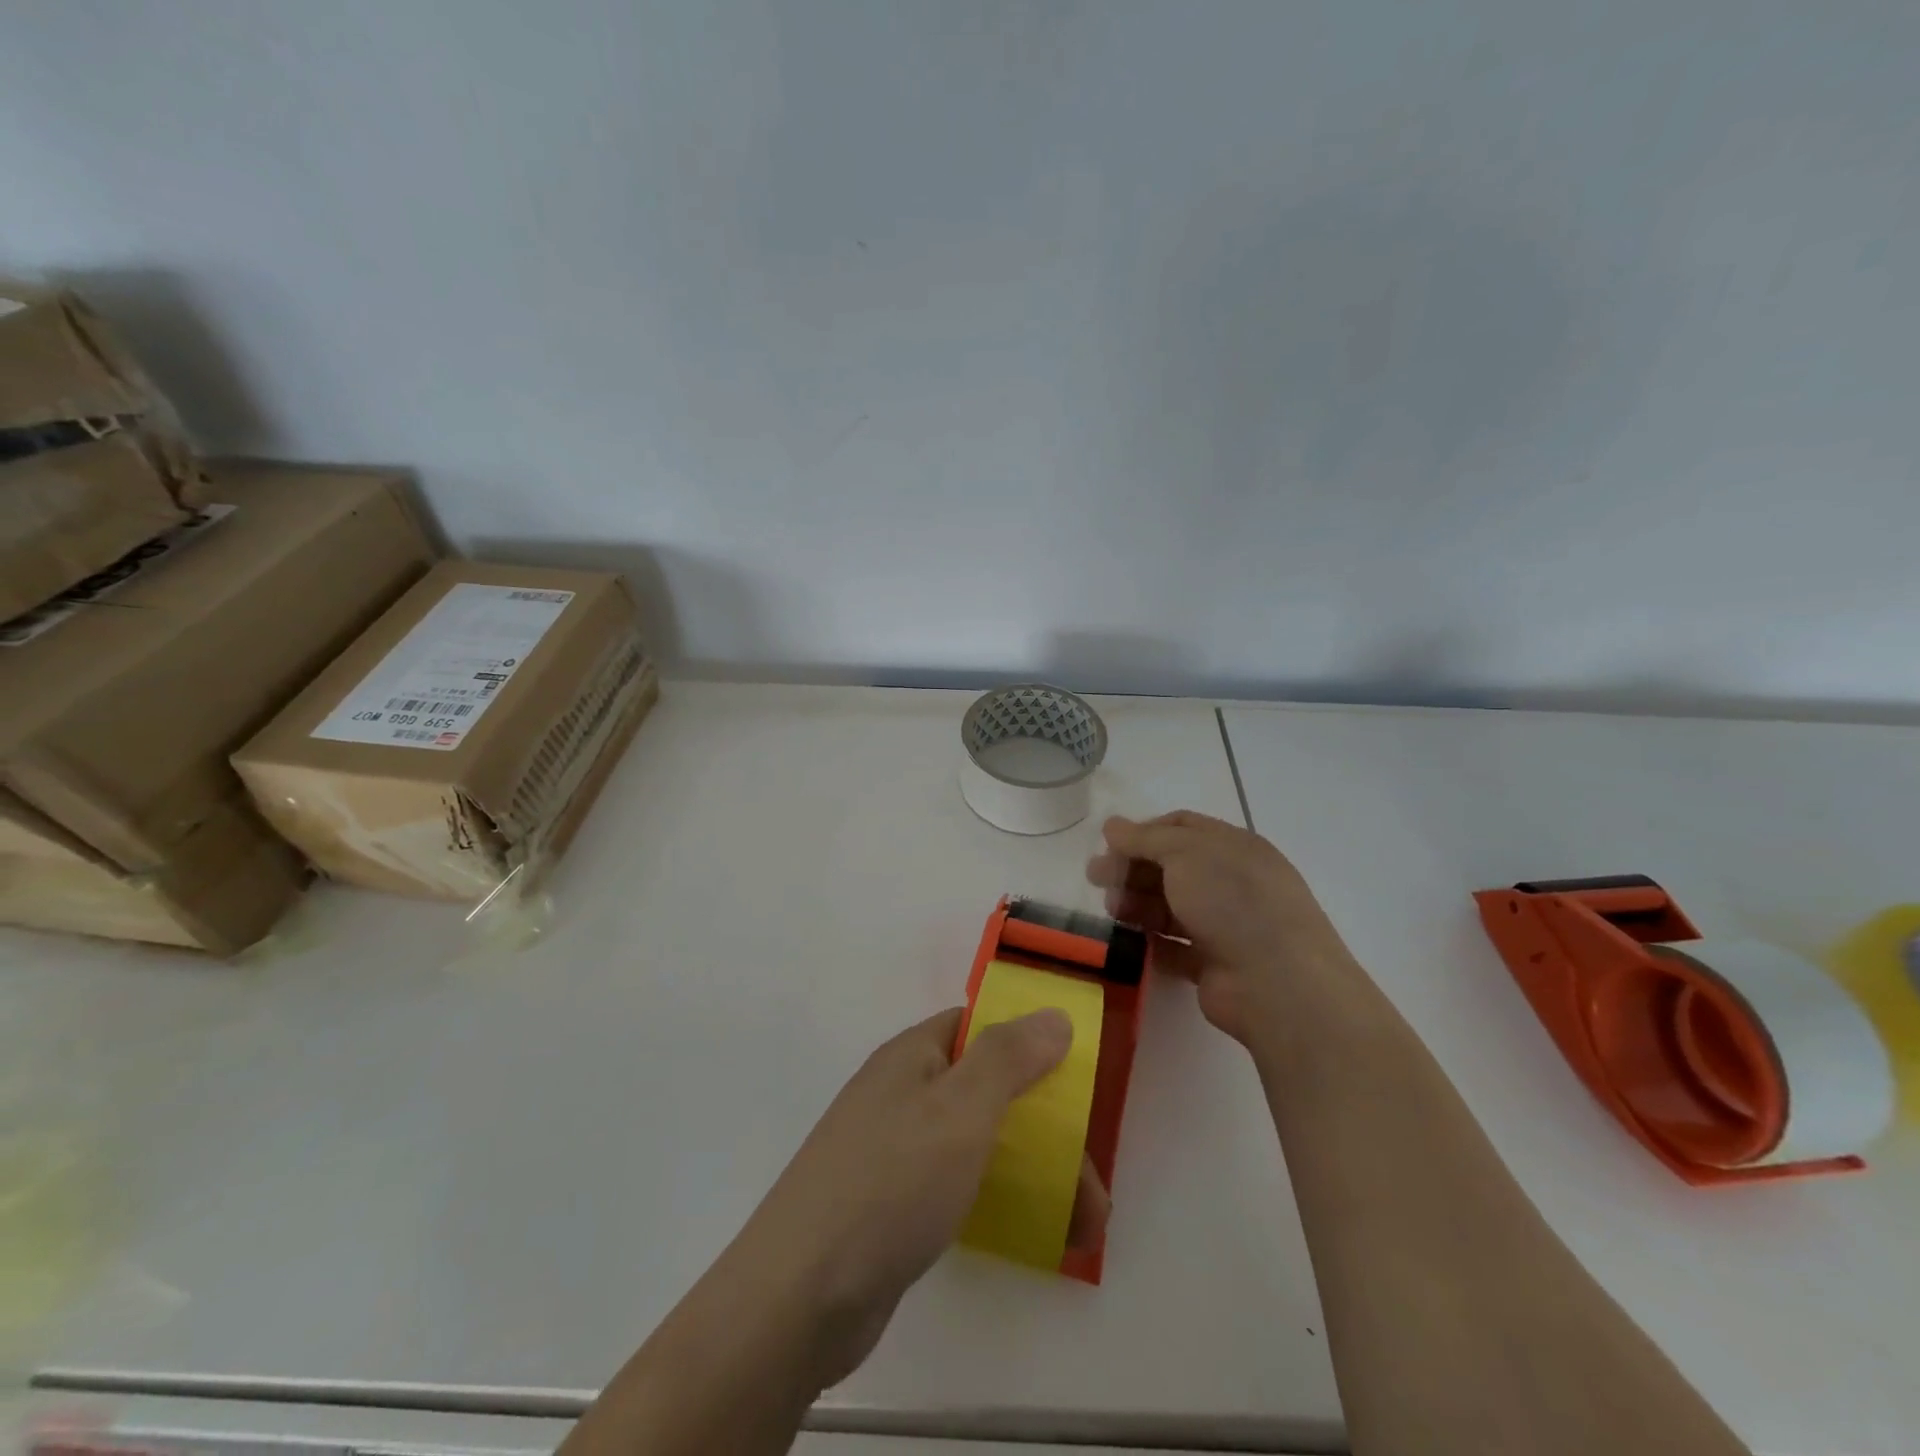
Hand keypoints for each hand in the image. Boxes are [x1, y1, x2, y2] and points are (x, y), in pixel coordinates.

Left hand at [725, 1007, 1108, 1390]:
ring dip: (1036, 1172)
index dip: (1029, 1040)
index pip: (979, 1025)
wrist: (799, 1297)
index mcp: (912, 1056)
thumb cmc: (889, 1182)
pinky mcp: (894, 1204)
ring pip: (980, 1142)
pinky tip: (1036, 1236)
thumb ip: (1008, 1057)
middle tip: (1095, 1181)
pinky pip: (961, 1184)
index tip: (1078, 1075)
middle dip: (1047, 1127)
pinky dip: (1001, 1200)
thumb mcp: (959, 1109)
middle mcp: (903, 1093)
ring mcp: (895, 1150)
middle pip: (988, 1089)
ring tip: (1086, 1224)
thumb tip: (1053, 1014)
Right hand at [1086, 810, 1355, 1044]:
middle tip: (1095, 879)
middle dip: (1132, 869)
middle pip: (1171, 867)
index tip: (1109, 844)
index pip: (1181, 827)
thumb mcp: (1185, 853)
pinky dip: (1150, 942)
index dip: (1143, 832)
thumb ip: (1145, 838)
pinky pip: (1174, 947)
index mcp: (1233, 847)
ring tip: (1112, 911)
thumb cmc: (1232, 900)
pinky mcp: (1214, 964)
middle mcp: (1230, 882)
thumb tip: (1112, 825)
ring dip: (1137, 904)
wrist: (1276, 982)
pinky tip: (1127, 942)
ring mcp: (1225, 925)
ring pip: (1170, 907)